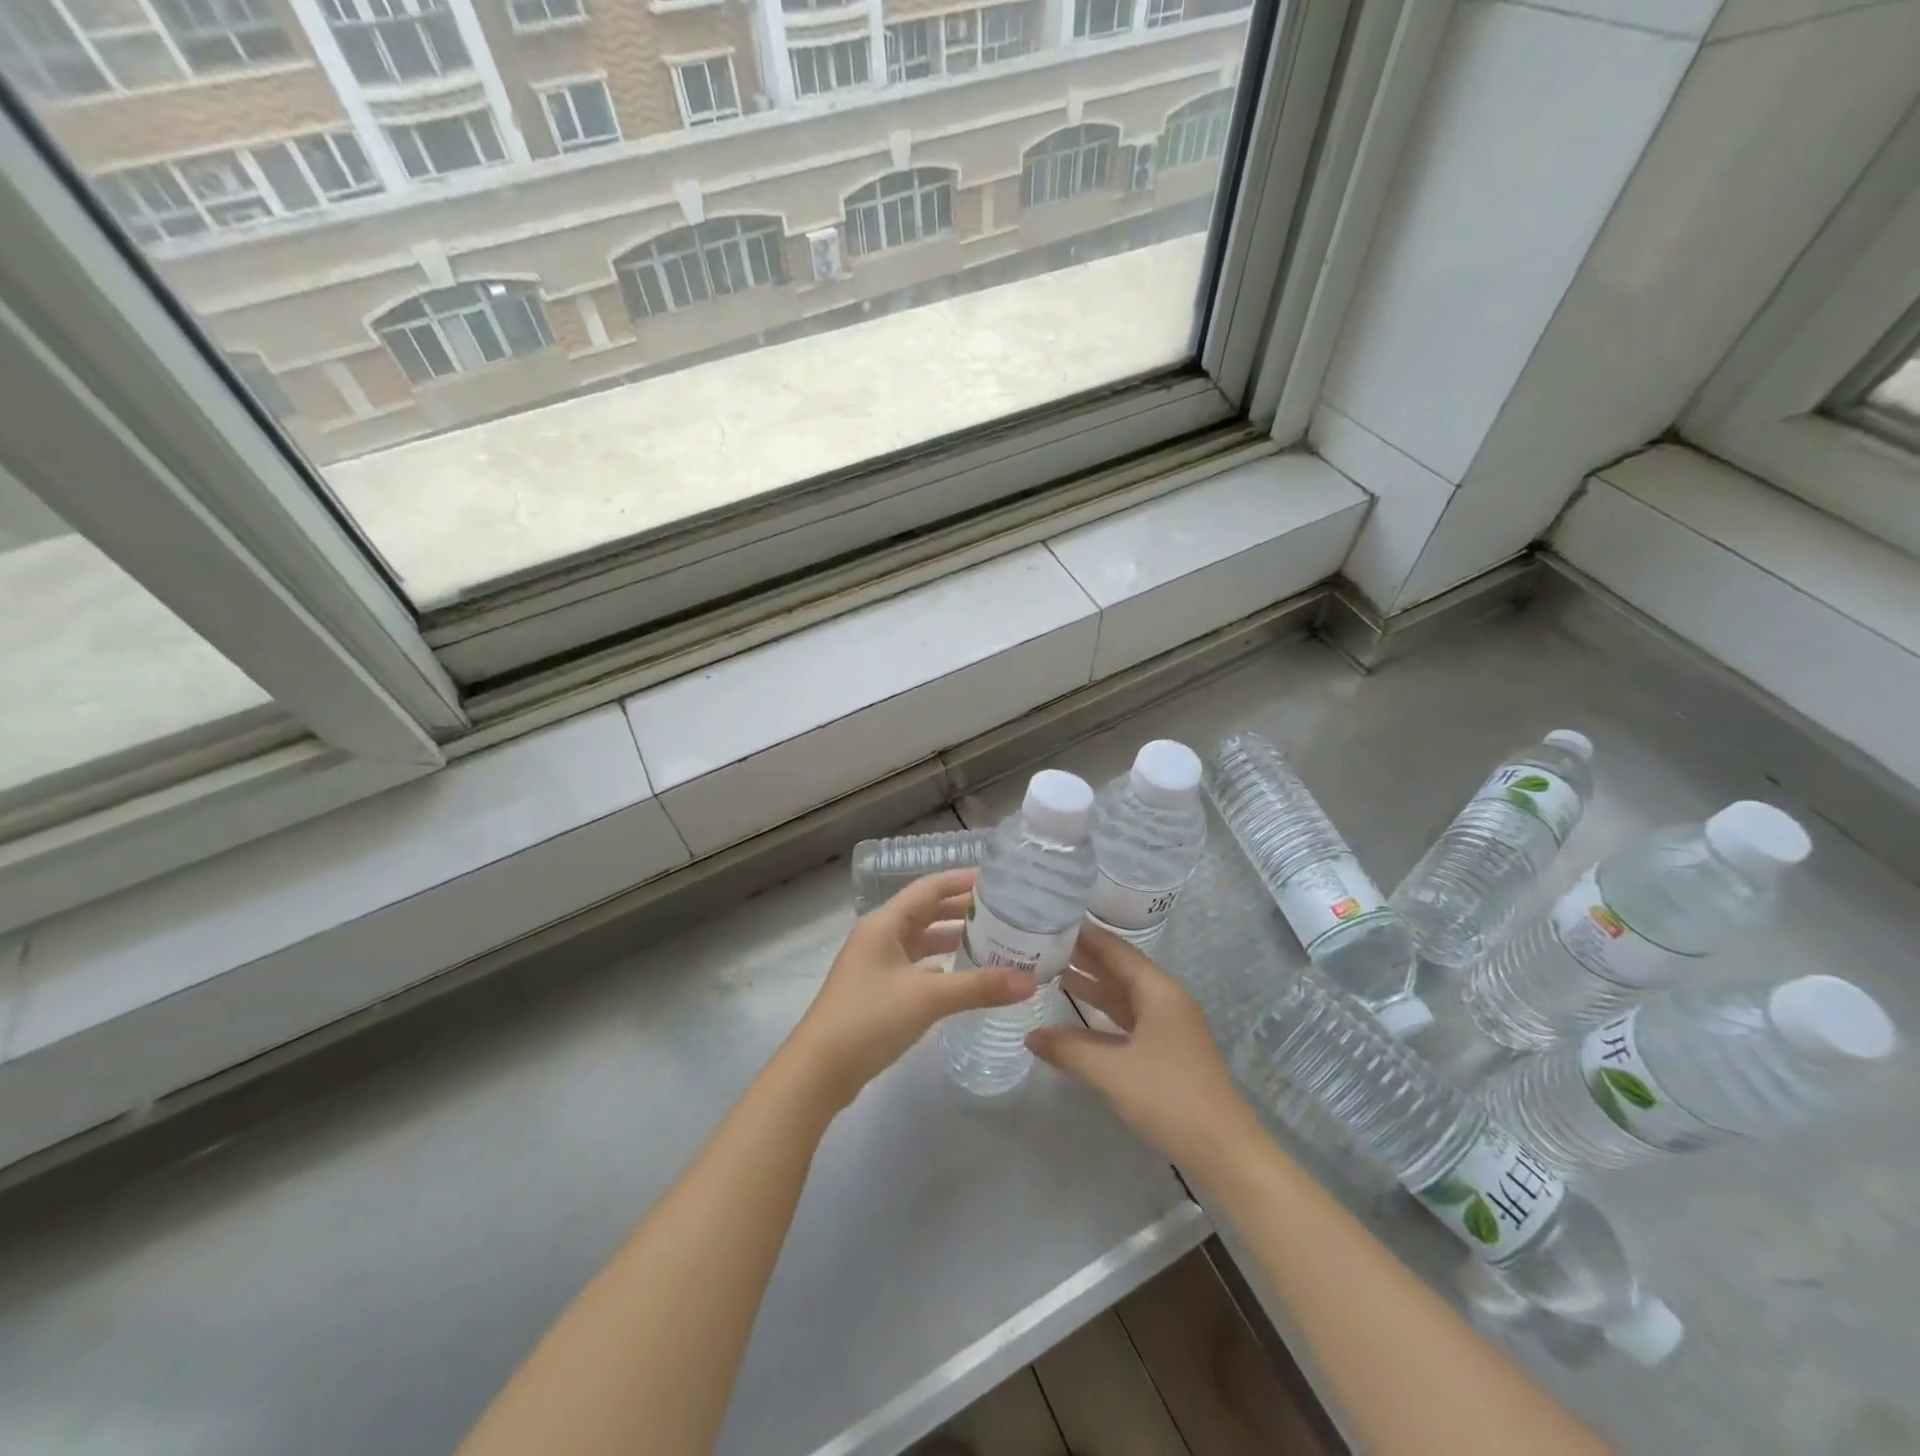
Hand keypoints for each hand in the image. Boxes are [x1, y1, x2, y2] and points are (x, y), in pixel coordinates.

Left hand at [788, 868, 1035, 1110]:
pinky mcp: (878, 991)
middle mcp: (880, 936)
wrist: (818, 1071)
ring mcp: (877, 965)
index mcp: (885, 923)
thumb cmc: (868, 1019)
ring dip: (953, 939)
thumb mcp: (927, 998)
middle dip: (963, 910)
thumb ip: (978, 986)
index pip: (929, 888)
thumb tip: (1030, 981)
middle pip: (926, 912)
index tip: (998, 880)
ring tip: (993, 941)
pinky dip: (942, 966)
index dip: (962, 880)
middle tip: (1004, 912)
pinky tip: (965, 977)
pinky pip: (917, 967)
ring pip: (922, 941)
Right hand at [1027, 923, 1261, 1176]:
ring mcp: (1167, 1027)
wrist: (1224, 1151)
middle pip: (1118, 970)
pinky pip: (1127, 1021)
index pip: (1115, 950)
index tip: (1051, 919)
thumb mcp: (1111, 1071)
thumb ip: (1068, 1049)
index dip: (1084, 935)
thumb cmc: (1168, 1097)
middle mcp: (1164, 1000)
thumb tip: (1030, 1036)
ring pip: (1122, 997)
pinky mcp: (1165, 1052)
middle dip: (1083, 958)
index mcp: (1158, 991)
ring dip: (1090, 987)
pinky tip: (1074, 1020)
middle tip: (1042, 945)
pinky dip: (1100, 1016)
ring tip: (1051, 972)